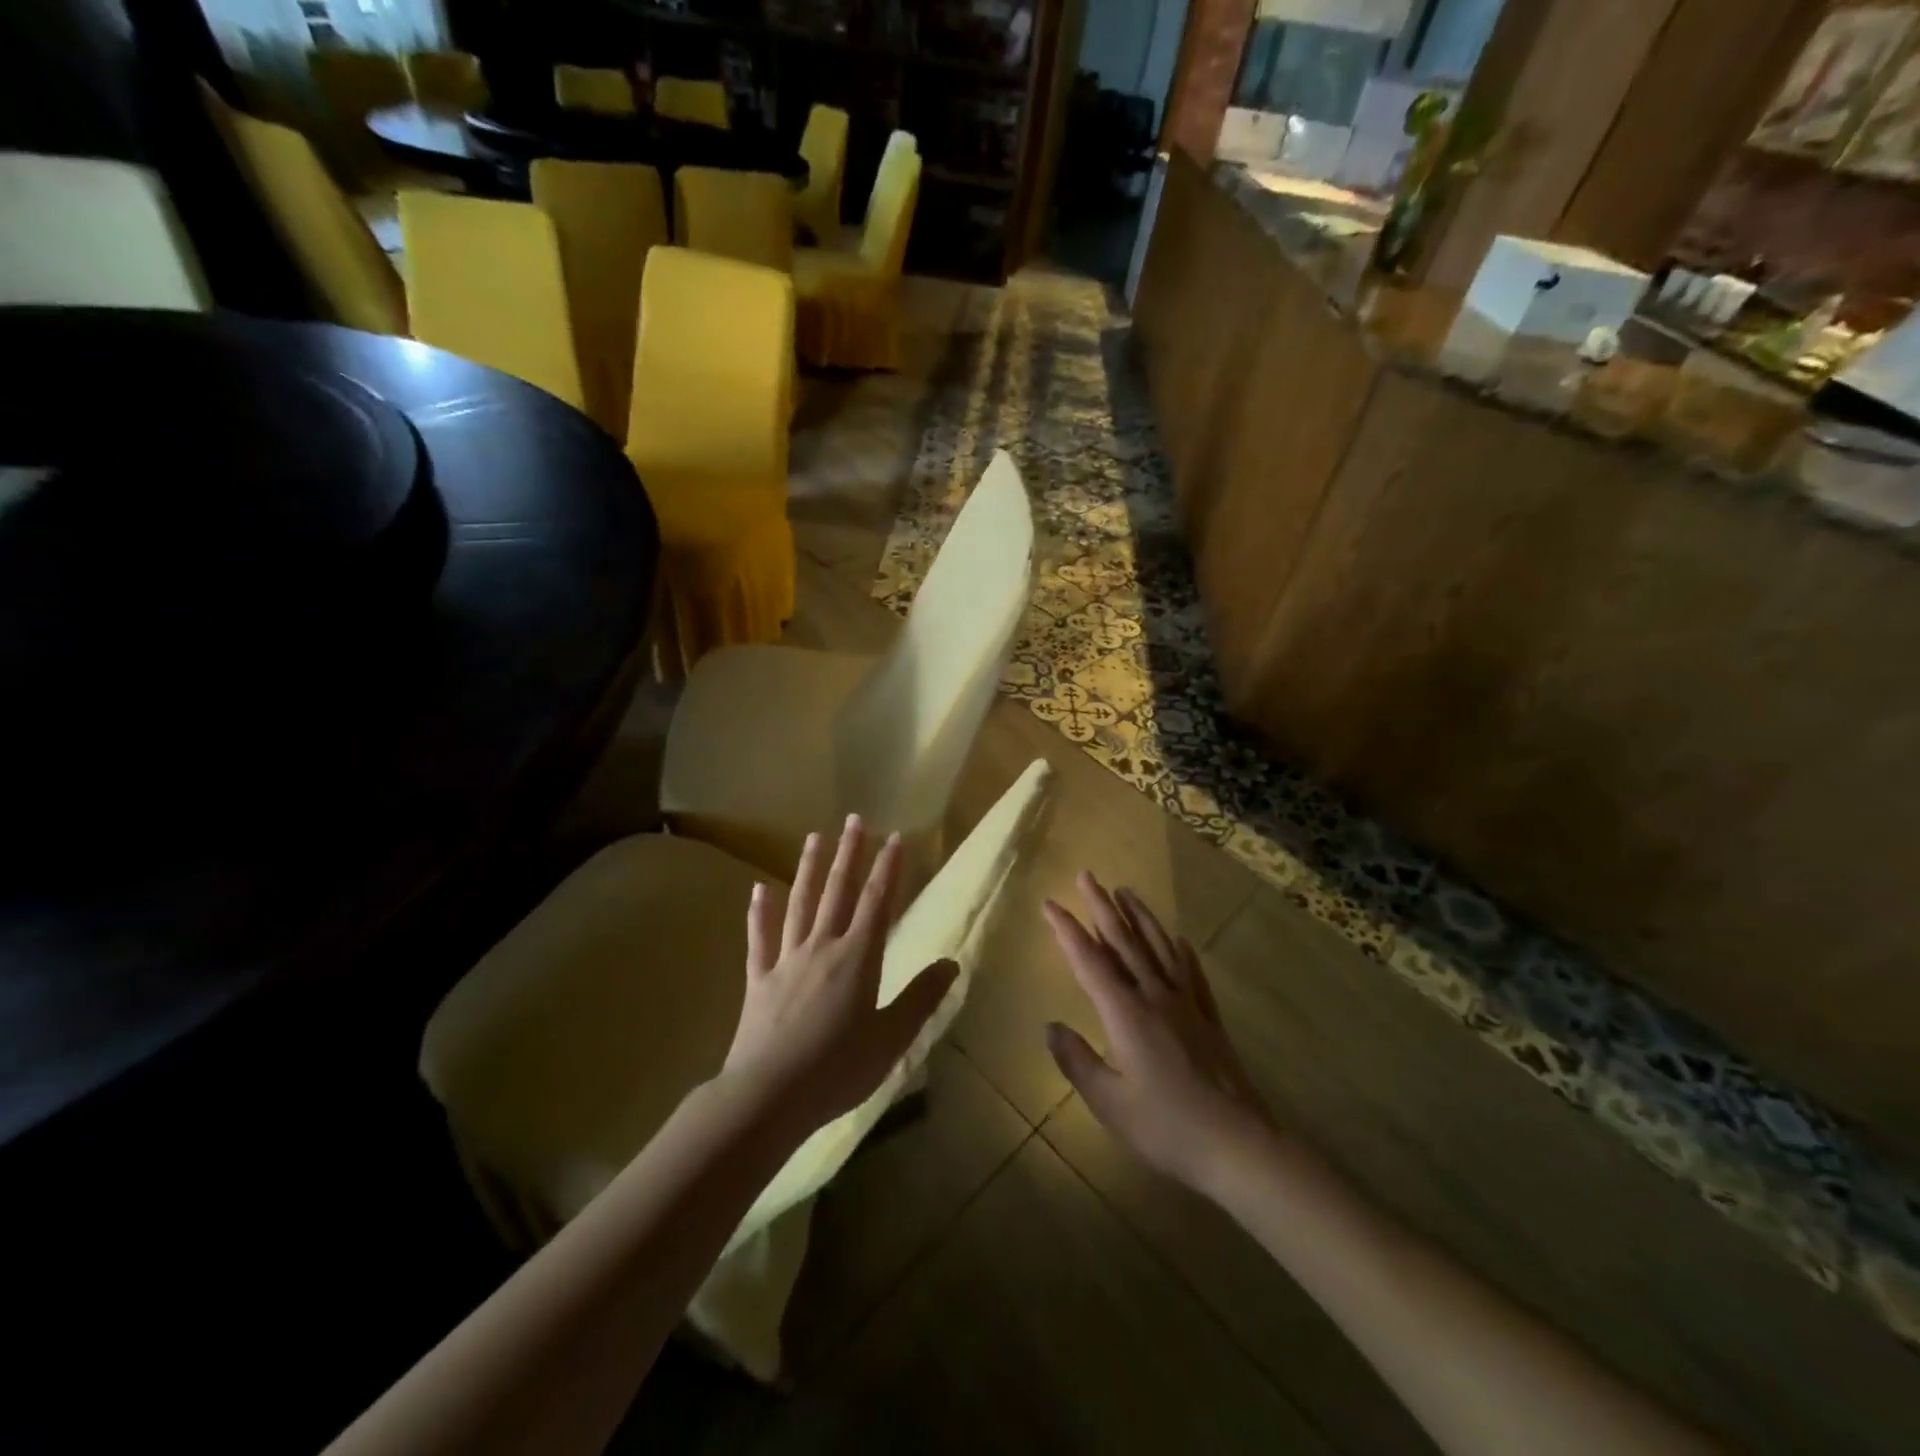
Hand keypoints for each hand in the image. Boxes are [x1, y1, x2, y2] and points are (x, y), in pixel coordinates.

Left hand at [720, 815, 957, 1139]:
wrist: (768, 1097)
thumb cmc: (838, 1070)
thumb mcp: (891, 1039)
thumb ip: (921, 998)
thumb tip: (951, 962)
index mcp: (858, 959)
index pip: (877, 902)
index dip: (888, 868)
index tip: (894, 836)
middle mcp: (822, 947)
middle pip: (838, 892)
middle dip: (850, 854)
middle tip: (855, 819)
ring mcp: (787, 960)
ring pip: (800, 904)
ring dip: (809, 869)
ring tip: (814, 837)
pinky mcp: (759, 980)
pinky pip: (760, 939)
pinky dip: (759, 913)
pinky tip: (758, 890)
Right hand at [1044, 873, 1275, 1195]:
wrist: (1239, 1145)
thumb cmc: (1166, 1127)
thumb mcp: (1109, 1102)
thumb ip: (1076, 1061)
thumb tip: (1051, 1026)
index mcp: (1125, 1013)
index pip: (1089, 961)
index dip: (1067, 930)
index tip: (1050, 903)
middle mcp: (1154, 996)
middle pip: (1124, 942)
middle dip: (1101, 906)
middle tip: (1086, 876)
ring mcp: (1186, 1004)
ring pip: (1158, 947)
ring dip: (1139, 916)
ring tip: (1125, 890)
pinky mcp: (1208, 1018)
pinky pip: (1191, 973)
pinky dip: (1180, 951)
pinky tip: (1177, 938)